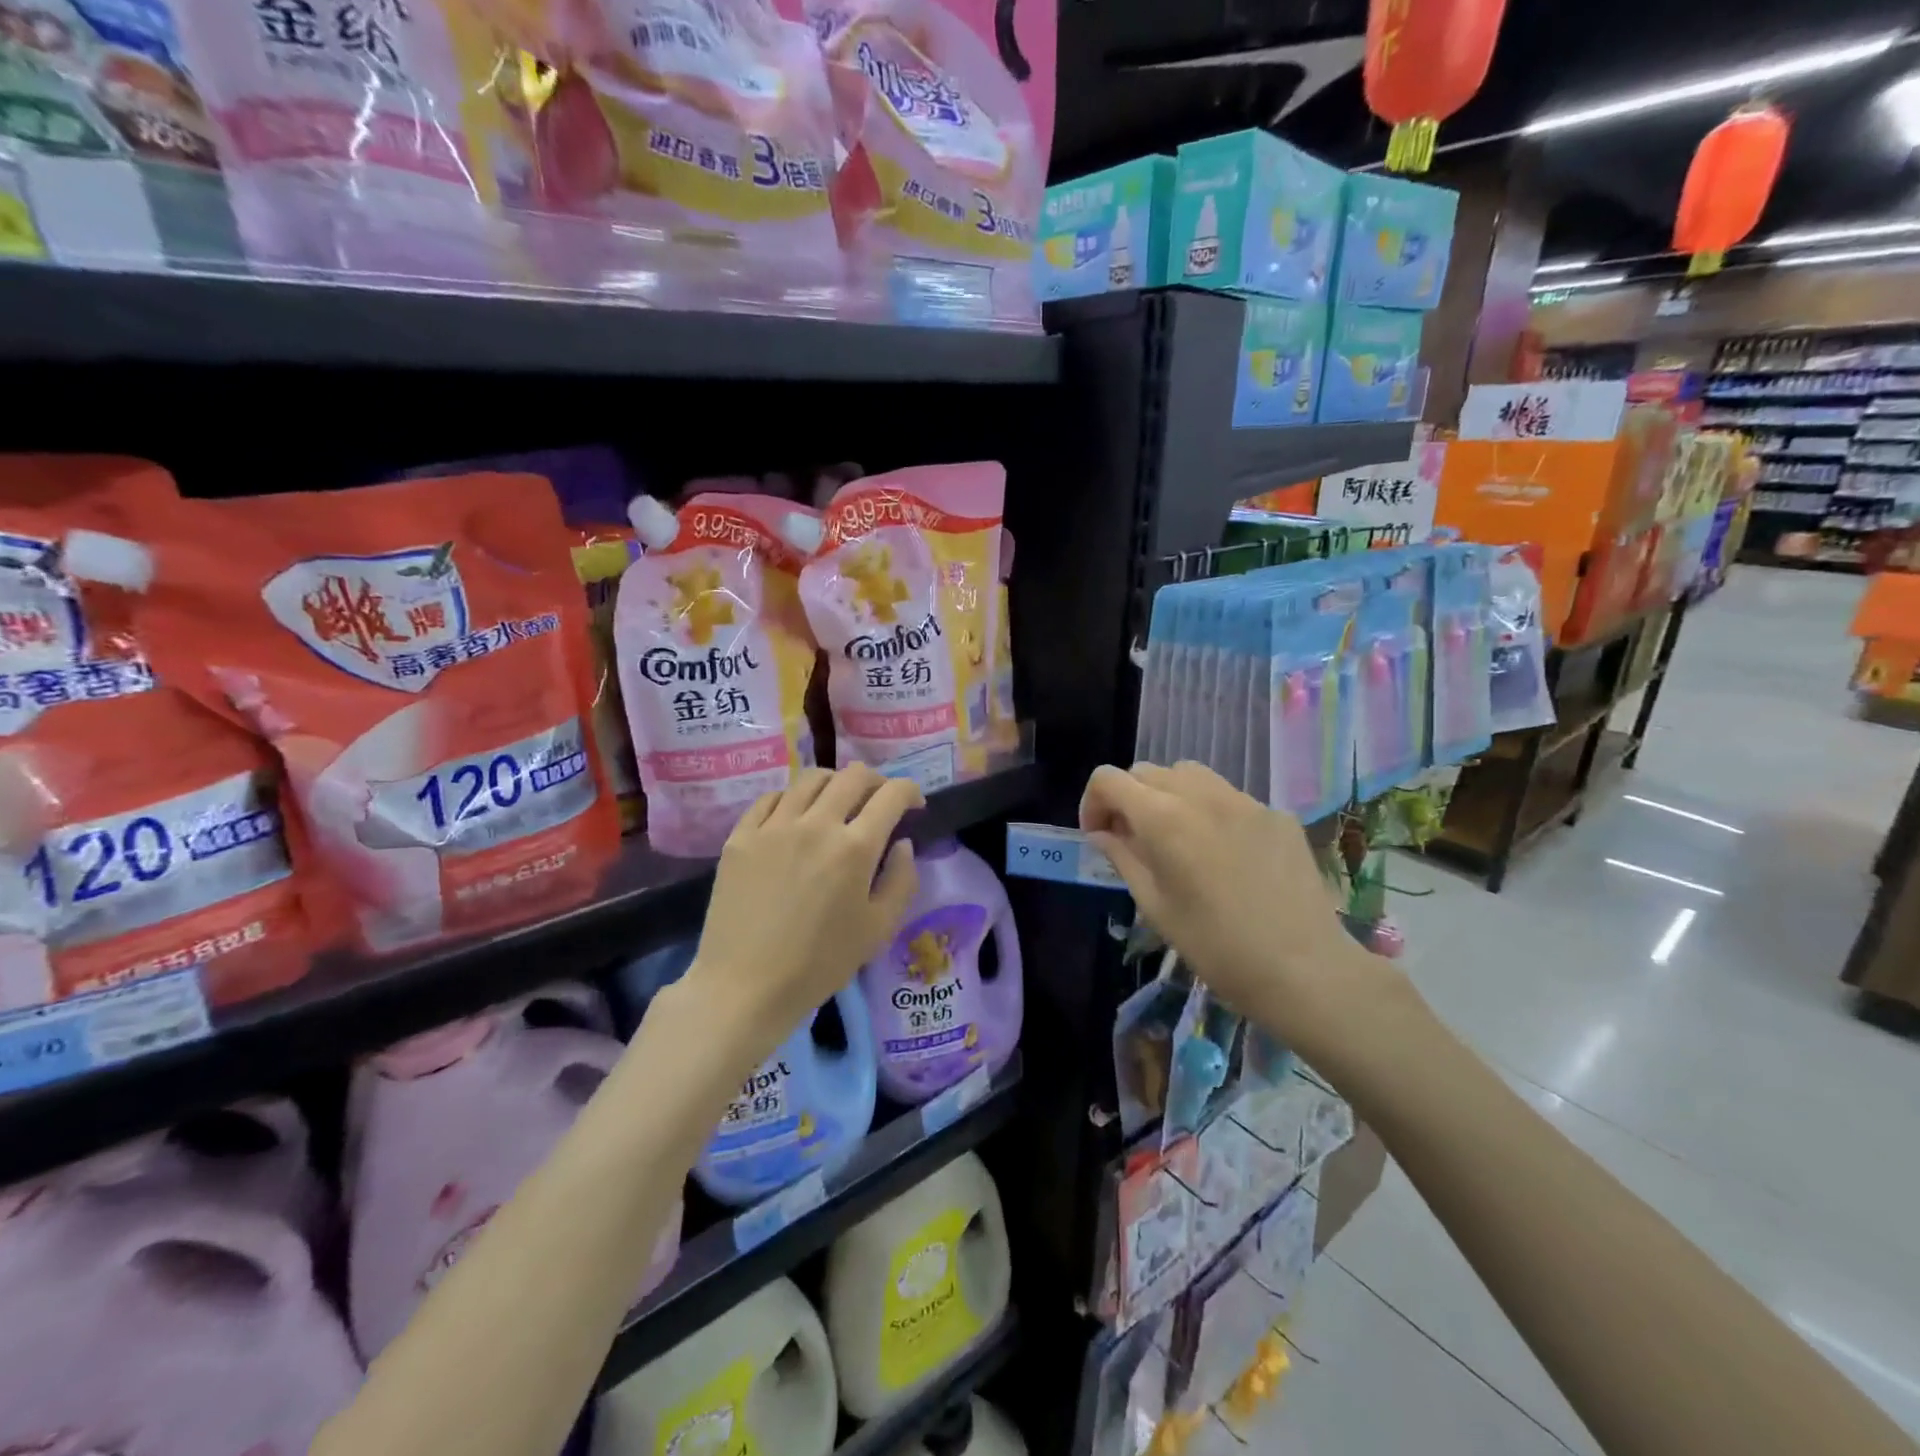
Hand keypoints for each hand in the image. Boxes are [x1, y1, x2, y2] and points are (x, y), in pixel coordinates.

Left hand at [687, 765, 922, 1067]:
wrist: (745, 987)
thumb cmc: (820, 964)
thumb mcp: (879, 930)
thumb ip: (902, 880)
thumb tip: (902, 844)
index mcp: (855, 847)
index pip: (892, 794)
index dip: (910, 791)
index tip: (914, 805)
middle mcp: (816, 823)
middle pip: (853, 776)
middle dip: (876, 781)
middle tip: (879, 801)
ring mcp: (774, 826)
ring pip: (811, 778)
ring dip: (835, 783)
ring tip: (838, 802)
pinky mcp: (741, 835)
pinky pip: (772, 798)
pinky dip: (793, 798)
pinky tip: (796, 817)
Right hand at [1079, 761, 1402, 1070]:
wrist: (1304, 969)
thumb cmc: (1216, 947)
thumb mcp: (1155, 906)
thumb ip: (1123, 858)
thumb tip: (1104, 833)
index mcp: (1163, 818)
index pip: (1108, 779)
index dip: (1093, 803)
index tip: (1100, 836)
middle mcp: (1201, 794)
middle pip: (1147, 771)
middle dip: (1129, 799)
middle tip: (1134, 841)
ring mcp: (1244, 800)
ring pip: (1189, 774)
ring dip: (1169, 796)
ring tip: (1178, 839)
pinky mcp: (1277, 813)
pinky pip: (1229, 797)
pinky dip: (1210, 812)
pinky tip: (1226, 855)